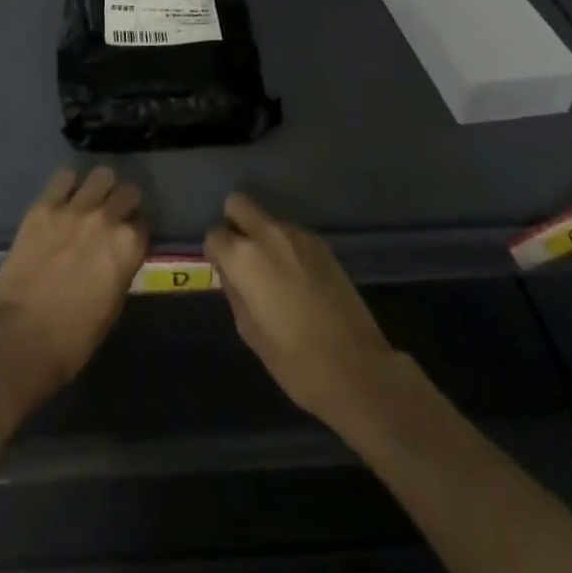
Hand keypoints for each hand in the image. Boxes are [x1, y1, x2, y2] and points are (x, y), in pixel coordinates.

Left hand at [0, 166, 147, 405]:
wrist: (20, 338)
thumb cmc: (72, 338)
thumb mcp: (112, 306)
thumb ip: (120, 270)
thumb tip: (117, 256)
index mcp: (128, 247)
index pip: (144, 224)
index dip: (135, 232)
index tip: (127, 239)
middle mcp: (107, 219)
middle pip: (127, 192)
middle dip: (124, 203)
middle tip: (112, 217)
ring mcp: (74, 208)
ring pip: (101, 175)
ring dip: (100, 188)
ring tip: (90, 202)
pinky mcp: (44, 206)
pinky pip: (63, 177)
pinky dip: (68, 185)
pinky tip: (63, 198)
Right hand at [204, 193, 396, 427]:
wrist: (357, 369)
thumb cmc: (294, 361)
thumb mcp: (250, 332)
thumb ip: (234, 291)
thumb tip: (230, 272)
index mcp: (244, 257)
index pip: (214, 235)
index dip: (215, 253)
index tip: (223, 271)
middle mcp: (269, 234)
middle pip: (238, 204)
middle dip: (233, 224)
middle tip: (241, 257)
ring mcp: (299, 235)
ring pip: (267, 219)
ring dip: (262, 237)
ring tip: (274, 274)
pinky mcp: (323, 244)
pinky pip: (291, 234)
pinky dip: (286, 247)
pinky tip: (298, 278)